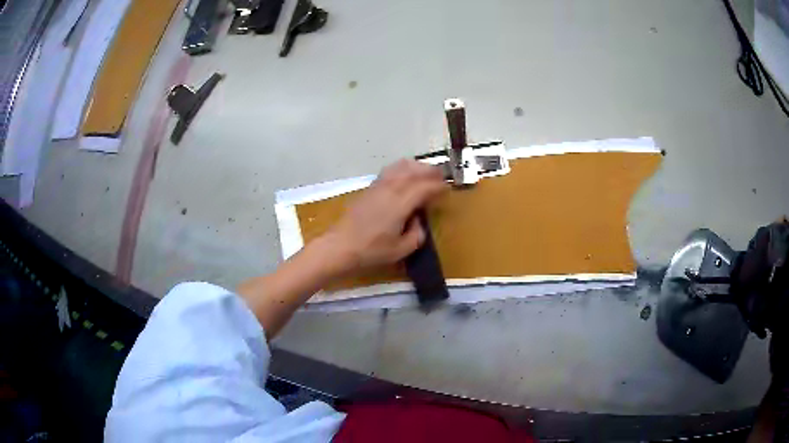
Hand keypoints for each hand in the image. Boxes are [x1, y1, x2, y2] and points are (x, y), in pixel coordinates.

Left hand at [322, 159, 446, 274]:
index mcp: (401, 203)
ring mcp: (378, 186)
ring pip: (401, 166)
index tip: (448, 189)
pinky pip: (390, 170)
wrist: (340, 246)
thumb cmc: (371, 250)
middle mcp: (391, 188)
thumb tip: (418, 222)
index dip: (438, 187)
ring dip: (416, 166)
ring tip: (426, 172)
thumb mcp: (401, 250)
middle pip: (414, 171)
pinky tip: (405, 175)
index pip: (425, 187)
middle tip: (442, 176)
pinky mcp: (369, 188)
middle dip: (430, 171)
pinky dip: (402, 168)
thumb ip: (417, 235)